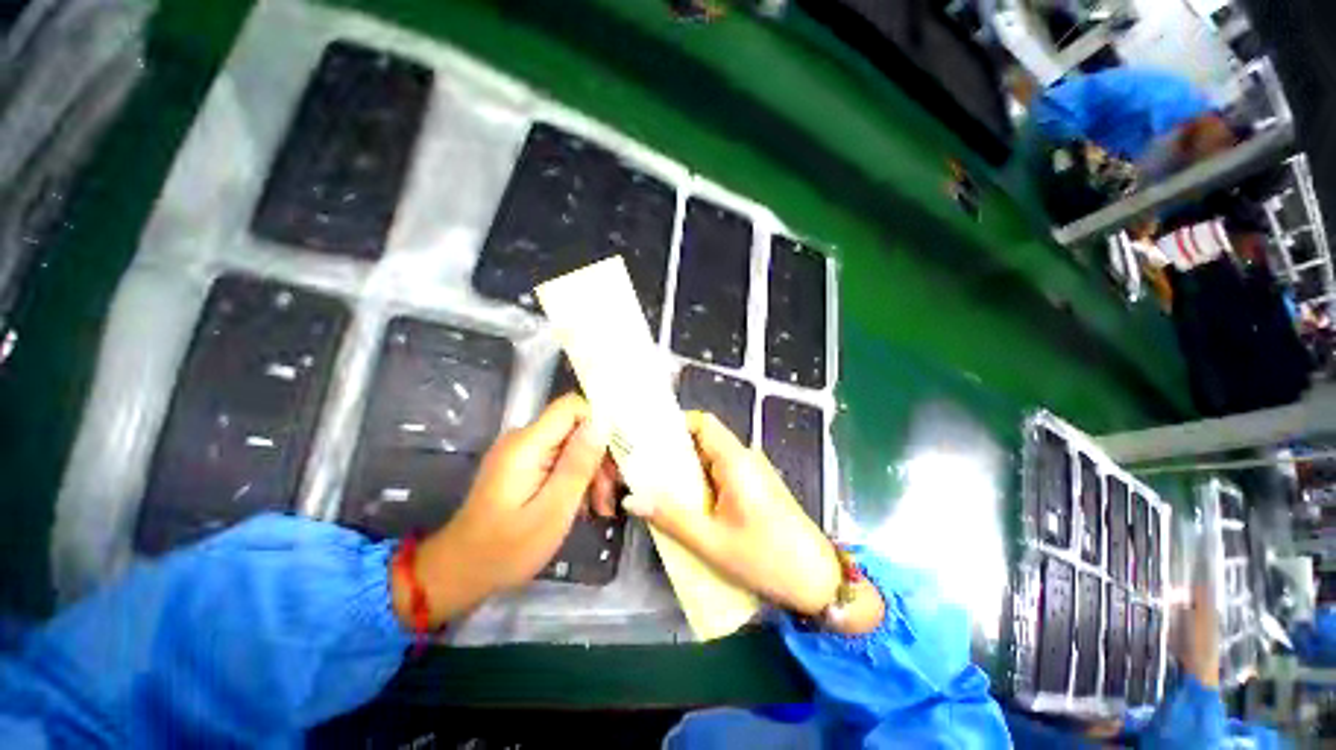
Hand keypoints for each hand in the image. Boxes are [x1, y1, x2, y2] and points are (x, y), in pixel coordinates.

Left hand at [392, 394, 613, 628]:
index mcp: (527, 444)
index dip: (599, 424)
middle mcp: (524, 439)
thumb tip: (602, 423)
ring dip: (590, 473)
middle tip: (607, 498)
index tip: (614, 458)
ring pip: (572, 445)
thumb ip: (578, 464)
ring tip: (599, 508)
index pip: (572, 406)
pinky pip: (560, 459)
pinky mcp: (524, 465)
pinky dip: (575, 479)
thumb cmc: (506, 549)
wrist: (459, 573)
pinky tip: (583, 506)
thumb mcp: (552, 511)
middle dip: (597, 458)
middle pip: (576, 428)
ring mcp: (523, 452)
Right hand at [612, 410, 841, 616]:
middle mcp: (745, 457)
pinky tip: (689, 505)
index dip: (675, 425)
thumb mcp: (712, 542)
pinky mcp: (757, 486)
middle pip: (704, 439)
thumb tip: (632, 499)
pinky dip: (702, 482)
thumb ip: (670, 517)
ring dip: (687, 470)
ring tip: (660, 489)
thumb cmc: (767, 559)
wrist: (820, 581)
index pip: (703, 422)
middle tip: (645, 471)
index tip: (649, 442)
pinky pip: (723, 473)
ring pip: (712, 458)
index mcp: (736, 460)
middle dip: (674, 452)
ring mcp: (753, 471)